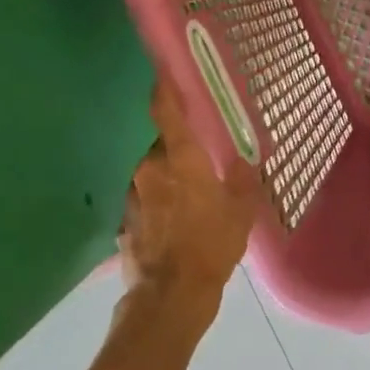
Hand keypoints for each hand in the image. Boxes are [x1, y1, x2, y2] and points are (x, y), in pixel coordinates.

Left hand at [118, 77, 261, 319]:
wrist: (170, 297)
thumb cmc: (211, 244)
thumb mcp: (241, 211)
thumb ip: (244, 179)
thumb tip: (245, 160)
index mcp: (180, 157)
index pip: (166, 111)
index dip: (165, 89)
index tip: (164, 72)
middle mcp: (150, 168)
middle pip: (163, 146)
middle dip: (179, 151)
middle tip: (201, 163)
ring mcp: (133, 196)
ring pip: (152, 175)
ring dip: (168, 180)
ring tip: (190, 201)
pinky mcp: (124, 222)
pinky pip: (145, 202)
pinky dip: (157, 205)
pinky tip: (174, 226)